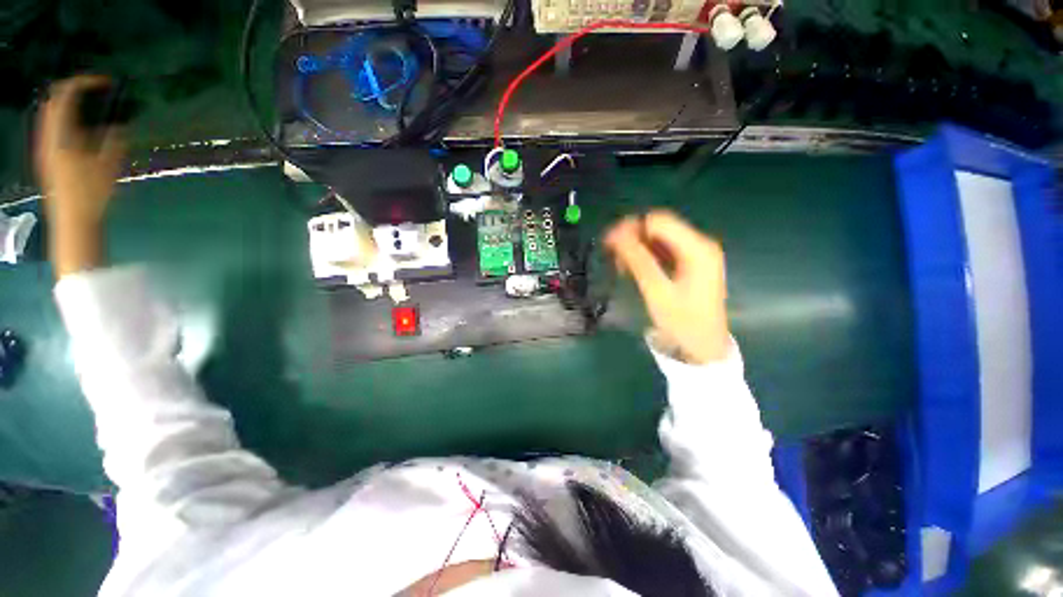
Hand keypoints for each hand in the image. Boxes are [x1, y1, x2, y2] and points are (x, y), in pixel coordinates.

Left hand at [35, 75, 125, 276]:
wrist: (73, 221)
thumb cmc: (91, 194)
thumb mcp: (108, 165)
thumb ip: (114, 139)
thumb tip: (120, 122)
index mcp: (60, 134)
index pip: (66, 94)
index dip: (86, 82)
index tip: (107, 83)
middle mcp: (48, 136)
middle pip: (54, 100)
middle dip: (75, 90)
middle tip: (98, 91)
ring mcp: (46, 146)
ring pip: (52, 112)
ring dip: (71, 104)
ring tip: (93, 107)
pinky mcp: (49, 156)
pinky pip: (54, 126)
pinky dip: (68, 118)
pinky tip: (84, 127)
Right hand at [605, 210, 729, 364]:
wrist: (703, 348)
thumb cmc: (682, 322)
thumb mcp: (657, 291)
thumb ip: (637, 260)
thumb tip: (615, 234)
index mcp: (697, 248)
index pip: (659, 221)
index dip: (631, 227)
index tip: (608, 242)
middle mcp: (699, 245)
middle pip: (659, 228)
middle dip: (633, 238)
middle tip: (611, 255)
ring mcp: (696, 254)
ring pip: (658, 239)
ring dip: (637, 248)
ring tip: (620, 266)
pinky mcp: (689, 264)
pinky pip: (663, 251)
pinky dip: (645, 257)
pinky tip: (633, 269)